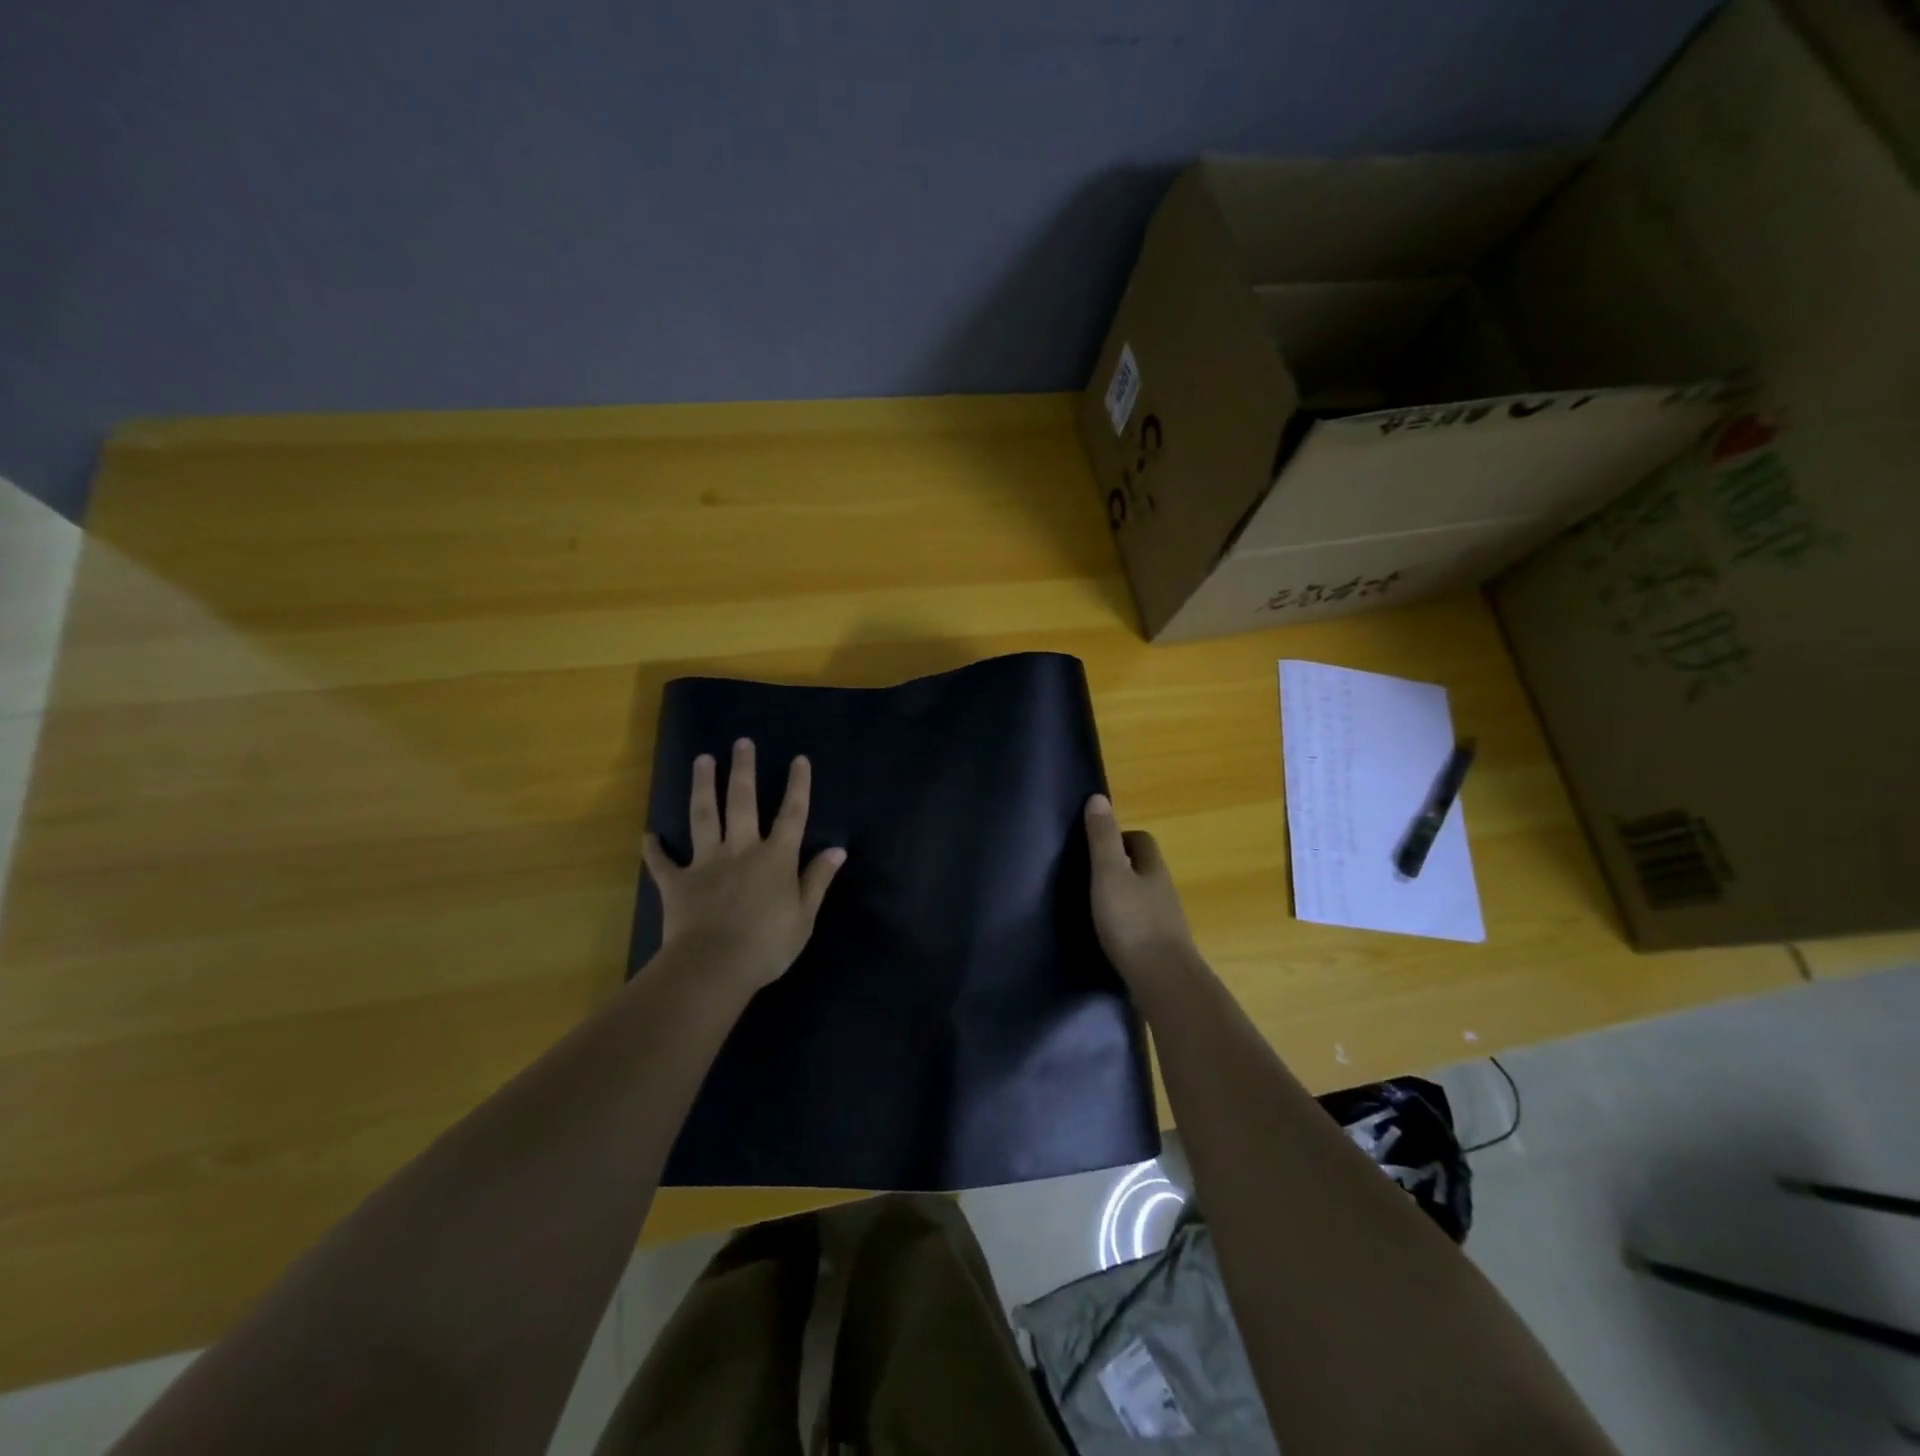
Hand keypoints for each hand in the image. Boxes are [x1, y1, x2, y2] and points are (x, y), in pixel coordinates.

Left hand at [643, 739, 846, 992]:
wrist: (714, 966)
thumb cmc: (768, 945)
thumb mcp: (804, 916)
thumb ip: (817, 880)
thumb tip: (837, 850)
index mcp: (776, 858)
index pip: (792, 815)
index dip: (797, 786)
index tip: (798, 759)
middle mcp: (741, 850)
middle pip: (742, 802)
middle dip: (742, 770)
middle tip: (741, 743)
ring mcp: (706, 863)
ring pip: (703, 817)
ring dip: (702, 787)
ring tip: (701, 760)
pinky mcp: (678, 882)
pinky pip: (663, 862)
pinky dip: (655, 850)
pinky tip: (649, 835)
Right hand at [1085, 793, 1198, 989]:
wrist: (1164, 981)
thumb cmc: (1133, 922)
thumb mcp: (1110, 874)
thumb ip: (1103, 839)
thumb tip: (1099, 798)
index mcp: (1153, 869)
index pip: (1142, 840)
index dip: (1121, 837)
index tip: (1095, 845)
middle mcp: (1164, 891)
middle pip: (1144, 869)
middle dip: (1121, 867)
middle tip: (1090, 875)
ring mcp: (1165, 922)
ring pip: (1143, 899)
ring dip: (1123, 898)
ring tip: (1095, 906)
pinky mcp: (1161, 949)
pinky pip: (1142, 926)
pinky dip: (1126, 925)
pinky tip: (1109, 937)